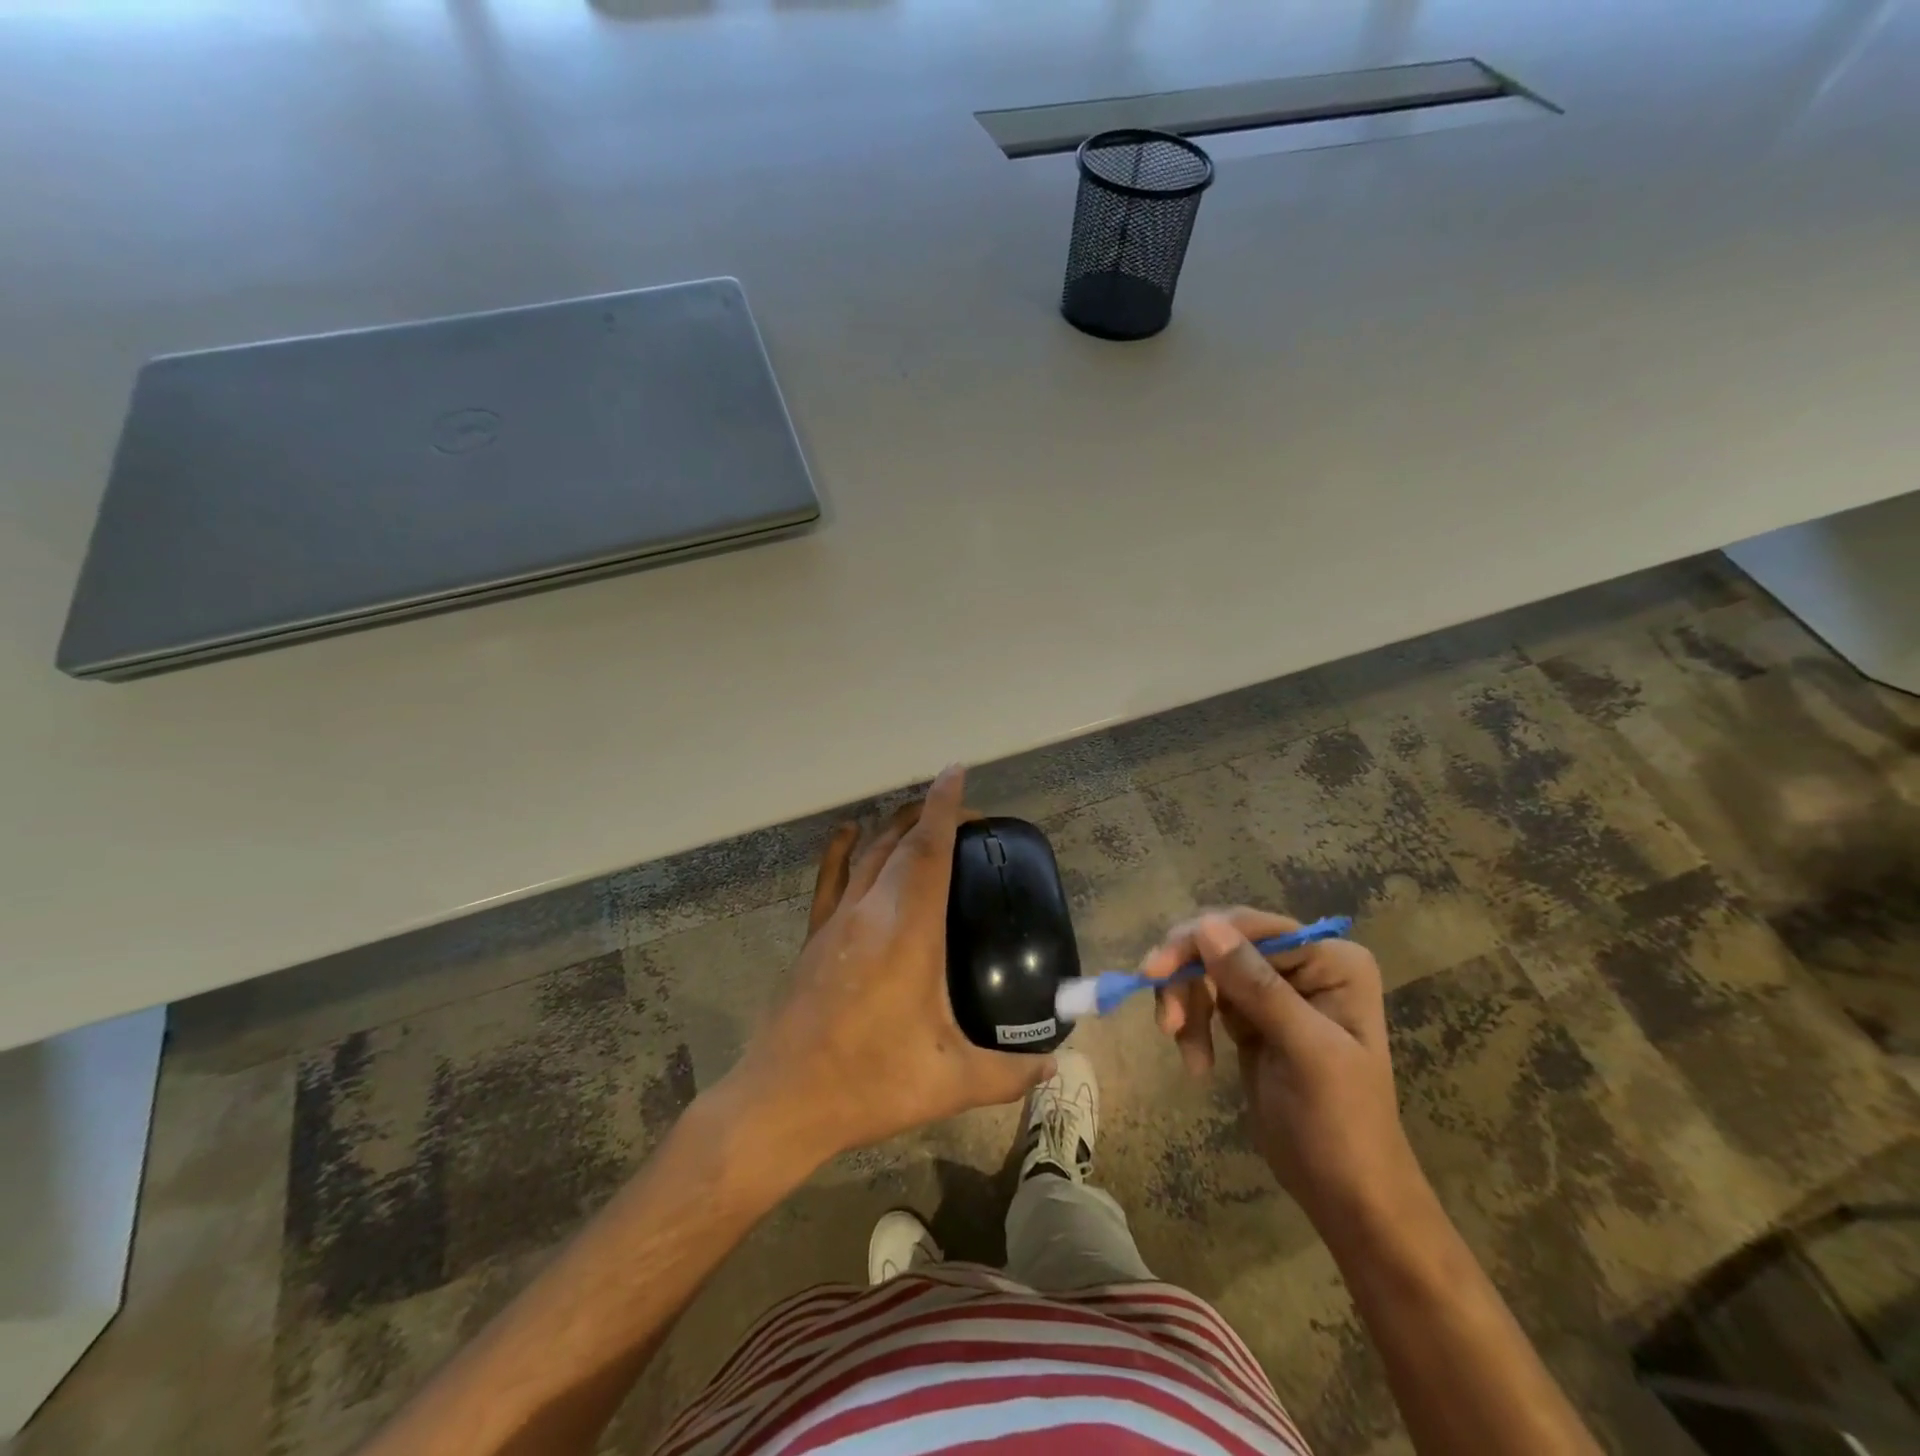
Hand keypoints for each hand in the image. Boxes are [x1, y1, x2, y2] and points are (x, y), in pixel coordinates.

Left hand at [726, 766, 1053, 1163]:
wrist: (783, 1100)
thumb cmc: (870, 1084)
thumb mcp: (951, 1082)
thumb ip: (1009, 1073)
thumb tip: (1054, 1065)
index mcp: (908, 931)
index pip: (929, 849)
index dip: (945, 807)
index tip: (957, 773)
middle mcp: (870, 911)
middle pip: (901, 841)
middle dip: (932, 815)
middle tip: (966, 818)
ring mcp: (836, 920)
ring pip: (867, 851)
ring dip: (895, 825)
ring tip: (922, 818)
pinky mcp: (814, 936)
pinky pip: (829, 877)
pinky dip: (841, 847)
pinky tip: (849, 831)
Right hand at [1146, 909, 1419, 1225]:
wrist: (1348, 1197)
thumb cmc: (1342, 1125)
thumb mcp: (1305, 1052)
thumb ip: (1257, 986)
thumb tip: (1204, 925)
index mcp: (1332, 960)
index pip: (1252, 928)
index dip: (1198, 941)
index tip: (1156, 972)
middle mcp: (1303, 964)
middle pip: (1221, 942)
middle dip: (1187, 977)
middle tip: (1165, 1021)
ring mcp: (1274, 990)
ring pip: (1205, 969)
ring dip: (1185, 1004)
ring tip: (1182, 1048)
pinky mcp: (1250, 1017)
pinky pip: (1205, 998)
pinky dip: (1191, 1024)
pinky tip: (1196, 1062)